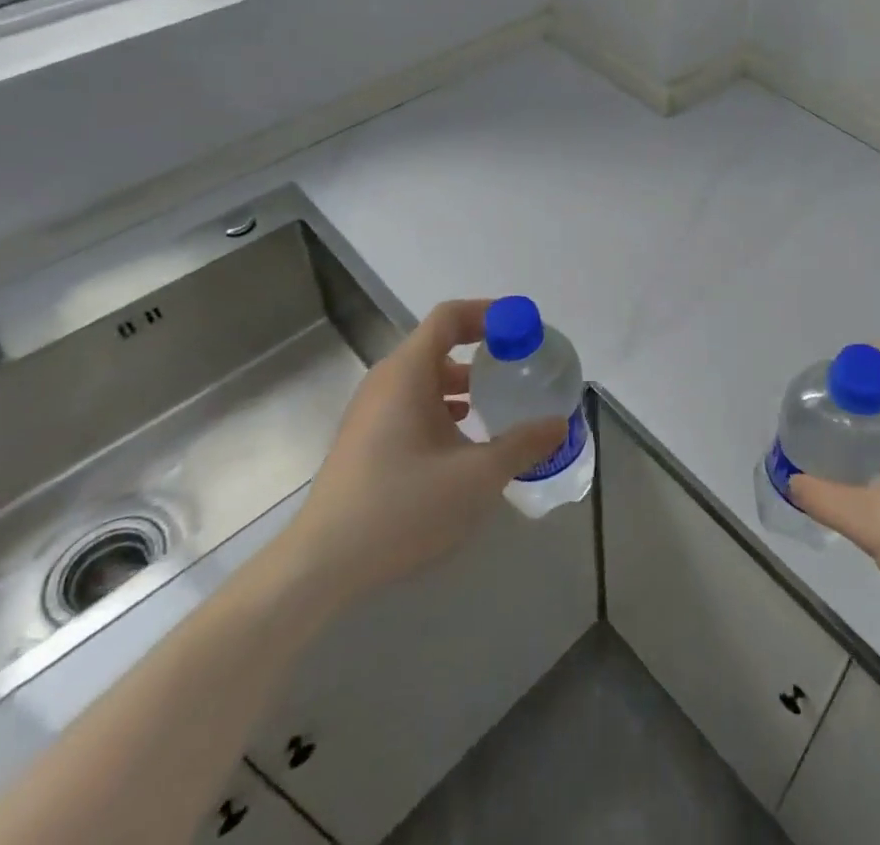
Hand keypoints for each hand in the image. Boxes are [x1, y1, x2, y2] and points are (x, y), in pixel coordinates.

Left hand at [286, 299, 566, 608]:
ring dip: (463, 382)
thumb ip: (522, 445)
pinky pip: (411, 403)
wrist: (320, 565)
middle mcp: (386, 381)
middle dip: (481, 350)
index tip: (522, 328)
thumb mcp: (476, 477)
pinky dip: (442, 406)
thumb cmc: (402, 506)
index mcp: (408, 372)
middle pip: (438, 344)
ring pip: (424, 377)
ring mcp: (370, 411)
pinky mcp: (365, 440)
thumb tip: (559, 424)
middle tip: (518, 365)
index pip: (450, 316)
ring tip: (496, 403)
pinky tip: (462, 440)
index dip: (489, 313)